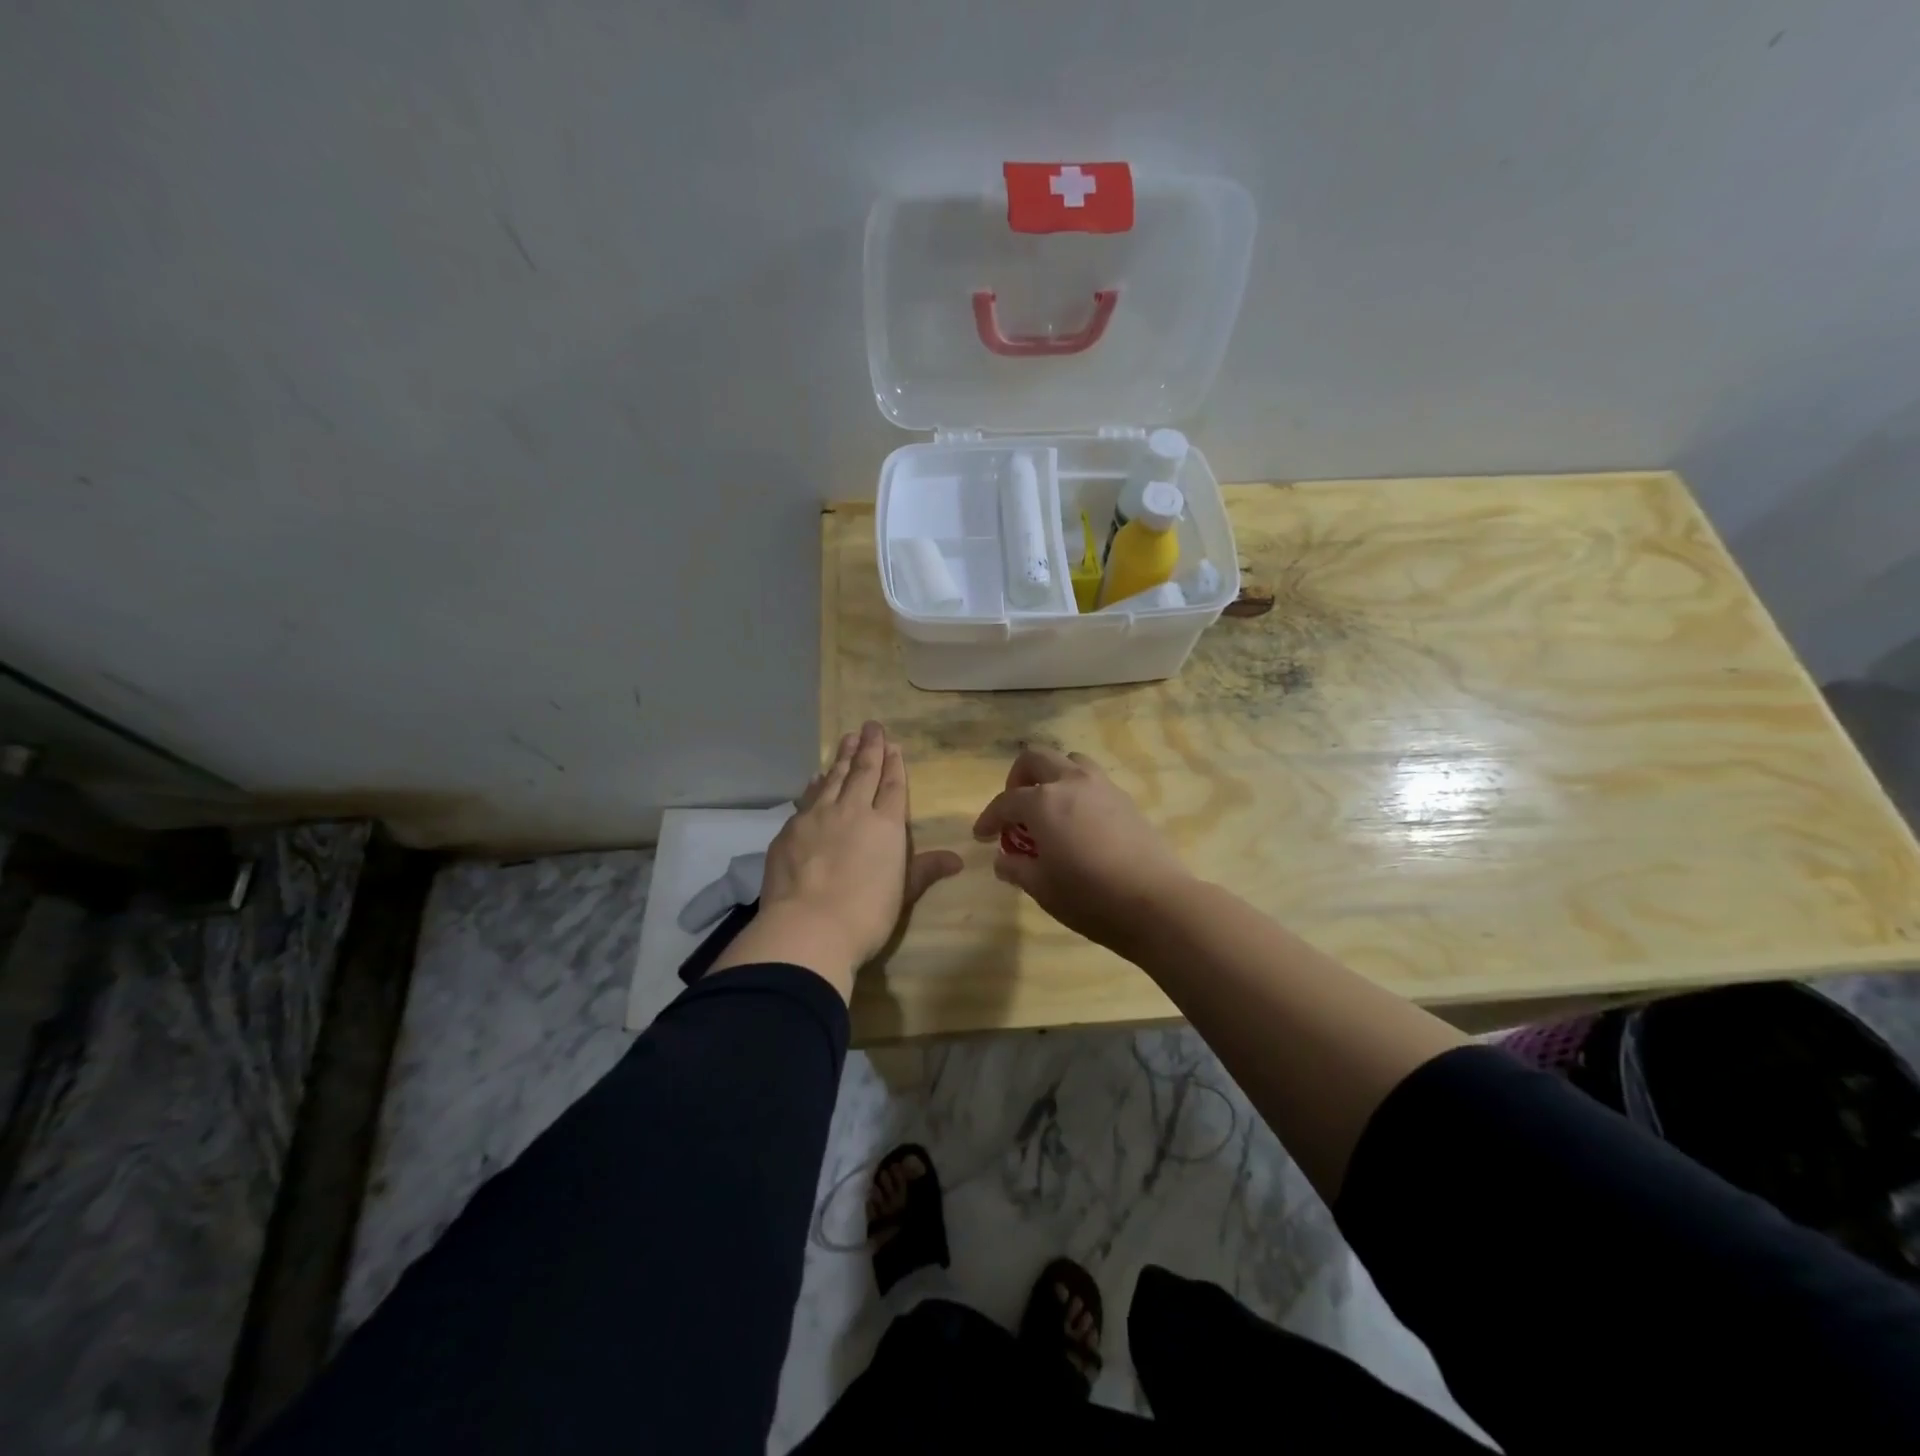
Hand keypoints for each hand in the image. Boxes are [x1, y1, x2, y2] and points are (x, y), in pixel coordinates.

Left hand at [712, 722, 962, 998]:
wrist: (808, 928)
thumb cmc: (866, 915)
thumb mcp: (903, 894)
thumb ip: (925, 870)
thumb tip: (957, 859)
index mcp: (886, 826)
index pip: (892, 786)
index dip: (893, 764)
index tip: (892, 744)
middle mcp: (852, 811)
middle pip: (862, 772)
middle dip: (869, 748)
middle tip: (870, 726)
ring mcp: (817, 817)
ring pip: (833, 778)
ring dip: (841, 757)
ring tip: (846, 739)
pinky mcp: (790, 830)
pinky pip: (807, 798)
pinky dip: (815, 784)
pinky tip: (816, 778)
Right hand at [972, 746, 1195, 952]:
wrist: (1155, 902)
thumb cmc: (1089, 896)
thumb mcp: (1042, 888)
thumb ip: (1017, 868)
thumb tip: (1003, 859)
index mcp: (1043, 802)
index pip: (1006, 801)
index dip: (989, 818)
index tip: (981, 836)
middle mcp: (1071, 782)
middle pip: (1036, 759)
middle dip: (1018, 779)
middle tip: (1015, 810)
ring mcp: (1102, 786)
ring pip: (1069, 760)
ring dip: (1051, 776)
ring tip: (1049, 808)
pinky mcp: (1126, 799)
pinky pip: (1093, 780)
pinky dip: (1077, 790)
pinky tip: (1079, 821)